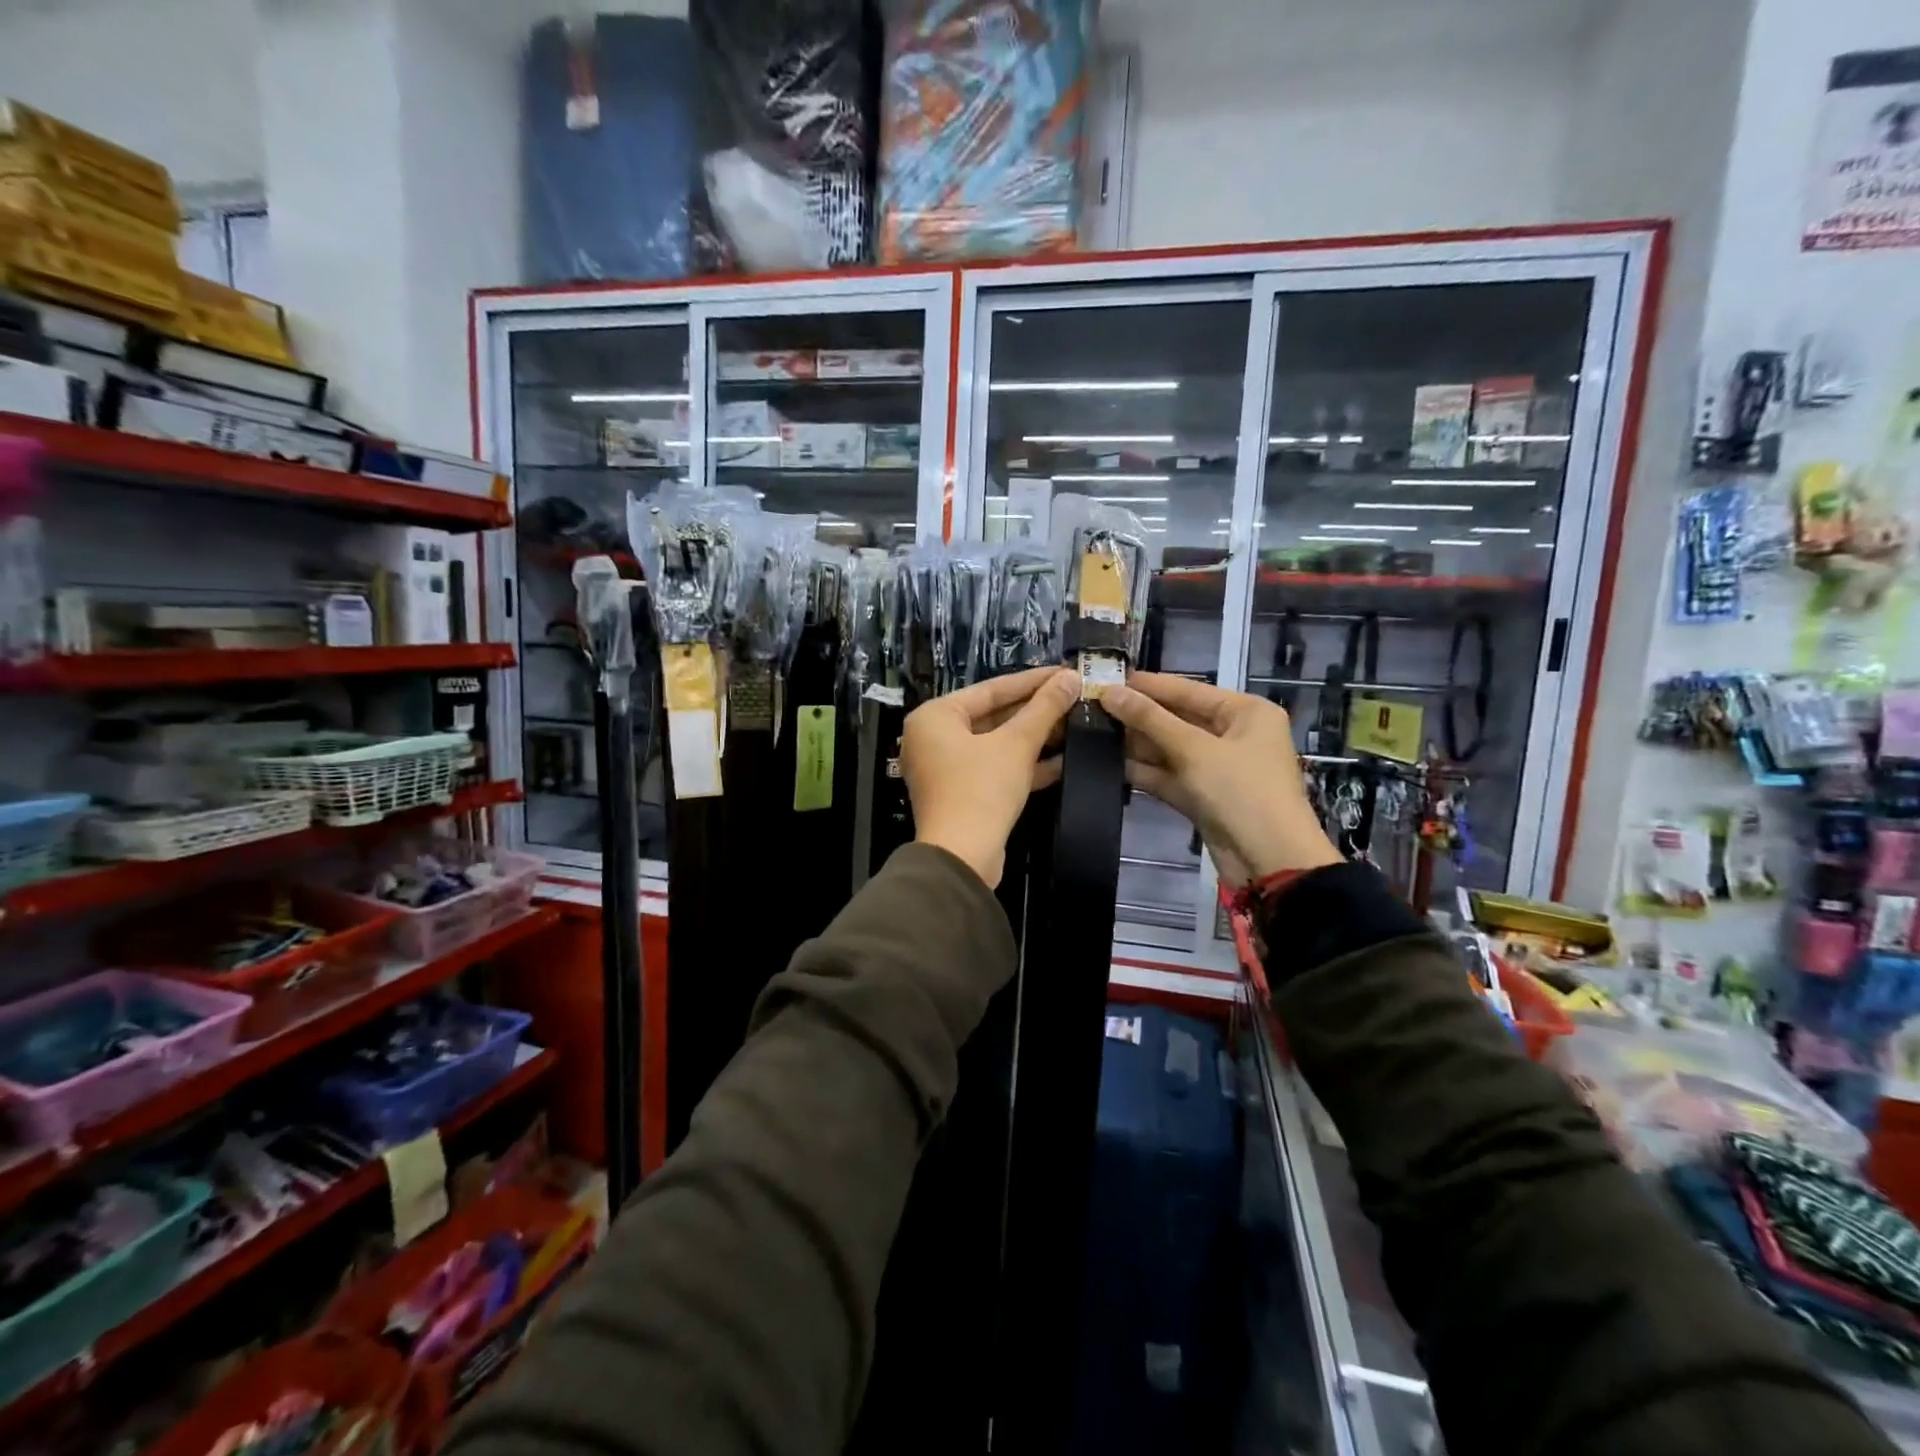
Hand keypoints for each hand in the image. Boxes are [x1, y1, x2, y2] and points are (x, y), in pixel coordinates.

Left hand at [900, 666, 1078, 887]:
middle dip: (1036, 711)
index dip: (1033, 681)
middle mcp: (933, 738)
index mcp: (935, 716)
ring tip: (1075, 724)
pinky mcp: (962, 794)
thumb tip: (1070, 677)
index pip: (991, 688)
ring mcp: (946, 768)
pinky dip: (1024, 765)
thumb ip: (1044, 709)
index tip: (1065, 672)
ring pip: (997, 744)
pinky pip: (995, 769)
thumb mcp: (1017, 744)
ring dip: (1035, 738)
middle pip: (993, 715)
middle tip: (1074, 697)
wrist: (962, 858)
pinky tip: (1063, 761)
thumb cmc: (981, 789)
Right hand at [1101, 672, 1338, 886]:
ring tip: (1092, 732)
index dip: (1148, 686)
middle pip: (1178, 719)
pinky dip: (1145, 771)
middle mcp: (1233, 735)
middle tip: (1092, 707)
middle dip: (1138, 716)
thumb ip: (1149, 719)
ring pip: (1170, 749)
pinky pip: (1170, 776)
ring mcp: (1218, 768)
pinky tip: (1109, 763)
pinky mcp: (1203, 797)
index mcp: (1245, 712)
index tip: (1107, 678)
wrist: (1270, 861)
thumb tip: (1109, 691)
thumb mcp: (1194, 749)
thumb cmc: (1241, 791)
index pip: (1189, 690)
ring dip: (1137, 744)